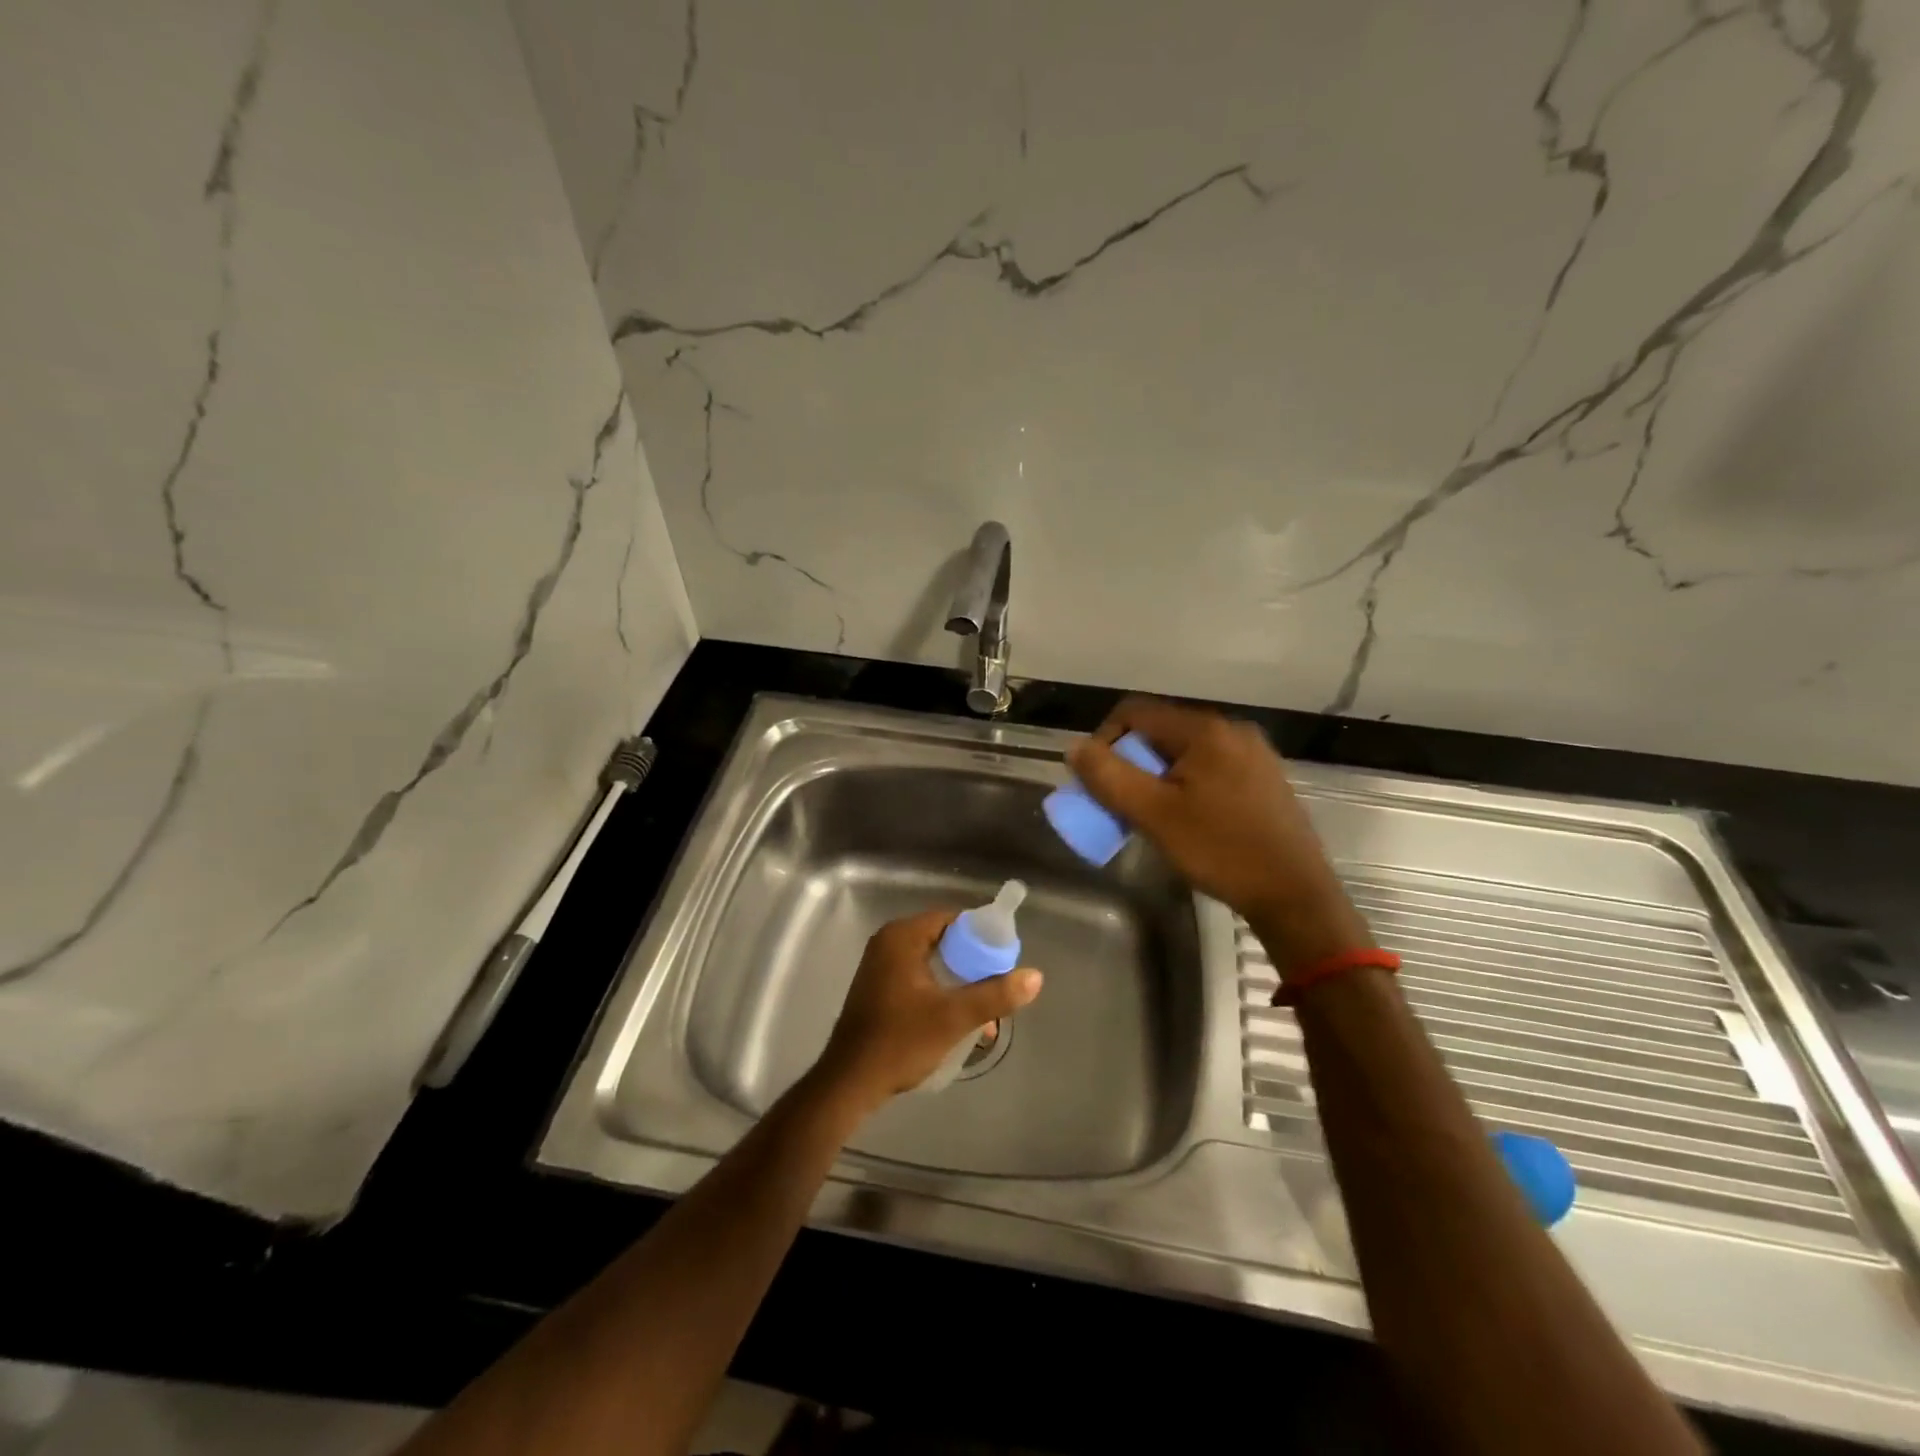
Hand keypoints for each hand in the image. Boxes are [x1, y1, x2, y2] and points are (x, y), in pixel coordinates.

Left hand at [816, 909, 1042, 1114]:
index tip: (1004, 959)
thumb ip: (995, 995)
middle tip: (998, 985)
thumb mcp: (954, 1017)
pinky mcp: (879, 987)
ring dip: (959, 981)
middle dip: (973, 963)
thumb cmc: (900, 1041)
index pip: (952, 919)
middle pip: (944, 940)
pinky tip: (958, 1017)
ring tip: (984, 1010)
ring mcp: (881, 965)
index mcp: (902, 936)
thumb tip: (1035, 976)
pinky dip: (940, 990)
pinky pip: (919, 976)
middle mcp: (889, 942)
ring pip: (933, 961)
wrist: (851, 1082)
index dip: (981, 936)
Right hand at [1066, 698, 1372, 971]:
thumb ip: (1109, 777)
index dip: (1104, 739)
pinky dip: (1186, 784)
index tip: (1098, 781)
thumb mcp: (1154, 815)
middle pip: (1161, 731)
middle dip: (1131, 762)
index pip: (1135, 712)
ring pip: (1185, 752)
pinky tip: (1188, 820)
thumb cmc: (1220, 850)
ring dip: (1157, 776)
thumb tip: (1075, 748)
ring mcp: (1254, 754)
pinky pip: (1210, 768)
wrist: (1295, 895)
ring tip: (1151, 815)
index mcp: (1205, 730)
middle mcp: (1232, 730)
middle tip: (1122, 803)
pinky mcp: (1265, 779)